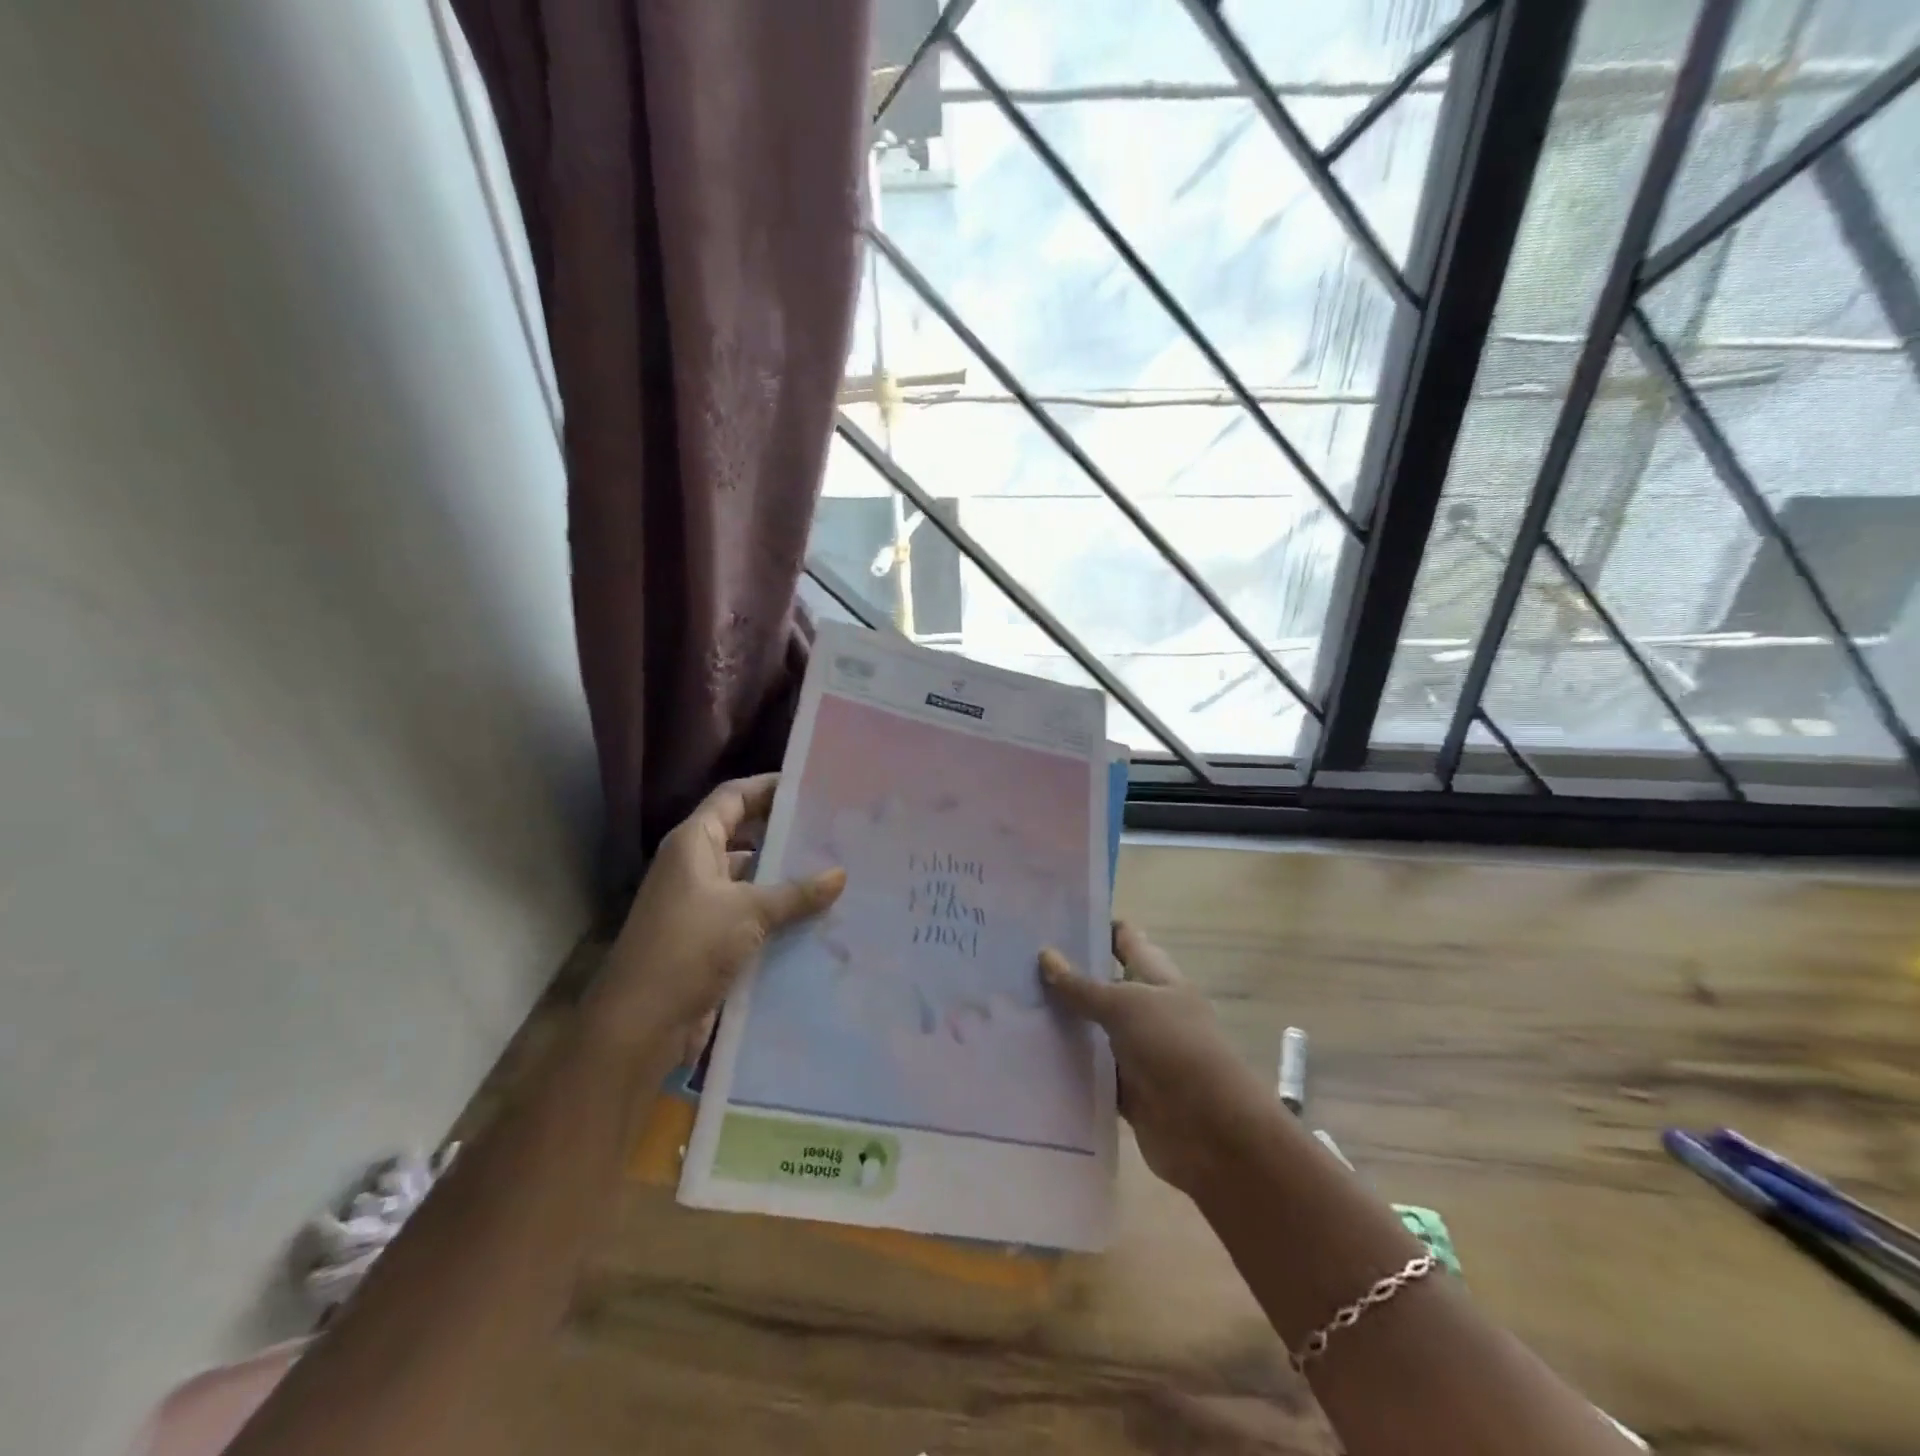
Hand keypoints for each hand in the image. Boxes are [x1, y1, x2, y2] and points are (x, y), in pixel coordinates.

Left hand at [590, 773, 844, 1062]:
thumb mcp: (748, 912)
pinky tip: (817, 918)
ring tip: (836, 873)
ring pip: (751, 879)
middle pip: (745, 835)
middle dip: (785, 833)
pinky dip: (779, 914)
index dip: (769, 787)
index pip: (733, 797)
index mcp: (694, 844)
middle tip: (834, 830)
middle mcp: (695, 867)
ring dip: (786, 878)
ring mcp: (701, 905)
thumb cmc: (689, 948)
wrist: (641, 1025)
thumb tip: (841, 874)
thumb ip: (796, 892)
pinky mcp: (710, 940)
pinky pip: (751, 915)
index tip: (811, 784)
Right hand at [1041, 922, 1273, 1195]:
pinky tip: (1030, 1057)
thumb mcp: (1126, 1006)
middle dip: (1068, 975)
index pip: (1126, 940)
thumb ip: (1083, 985)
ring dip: (1064, 1022)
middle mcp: (1149, 1010)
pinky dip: (1070, 1067)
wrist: (1212, 1133)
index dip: (1096, 926)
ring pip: (1095, 1030)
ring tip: (1013, 1005)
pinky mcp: (1129, 1091)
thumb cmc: (1175, 1048)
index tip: (1052, 919)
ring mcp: (1139, 1052)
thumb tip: (1045, 954)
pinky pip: (1094, 1073)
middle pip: (1105, 985)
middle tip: (1016, 962)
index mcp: (1159, 978)